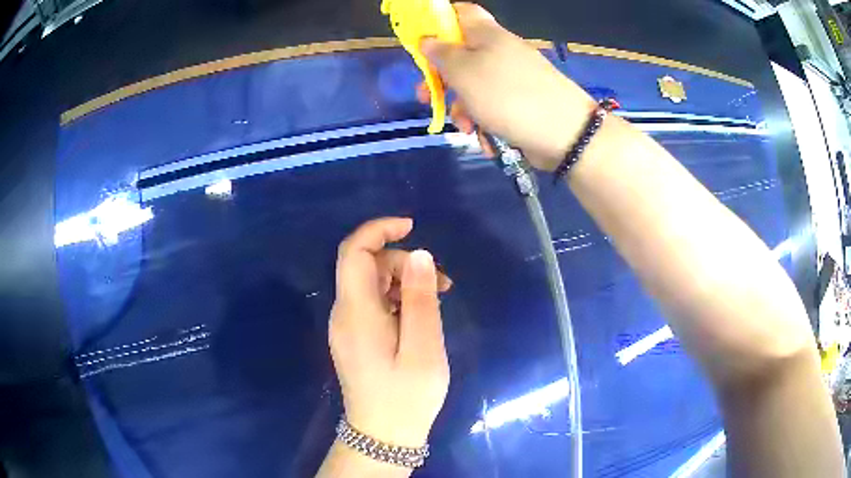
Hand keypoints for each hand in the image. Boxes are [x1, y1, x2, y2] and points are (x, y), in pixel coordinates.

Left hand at [330, 218, 451, 447]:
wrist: (382, 435)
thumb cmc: (406, 395)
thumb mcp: (424, 346)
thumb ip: (421, 298)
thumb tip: (419, 254)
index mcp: (356, 312)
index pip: (354, 252)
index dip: (379, 230)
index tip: (411, 226)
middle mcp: (344, 313)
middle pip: (365, 266)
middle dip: (402, 262)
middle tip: (441, 282)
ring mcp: (346, 327)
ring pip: (371, 284)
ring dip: (403, 281)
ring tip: (438, 297)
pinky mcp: (354, 338)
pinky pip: (372, 303)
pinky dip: (396, 298)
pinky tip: (420, 315)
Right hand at [419, 3, 596, 170]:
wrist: (565, 134)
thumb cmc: (507, 95)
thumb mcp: (464, 72)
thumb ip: (441, 54)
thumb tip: (427, 40)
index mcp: (487, 34)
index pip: (461, 12)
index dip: (439, 20)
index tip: (422, 41)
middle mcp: (500, 51)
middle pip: (461, 54)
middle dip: (441, 77)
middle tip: (426, 96)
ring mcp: (513, 77)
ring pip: (474, 85)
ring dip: (463, 107)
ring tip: (466, 128)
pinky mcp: (522, 101)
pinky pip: (493, 105)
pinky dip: (485, 121)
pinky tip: (488, 139)